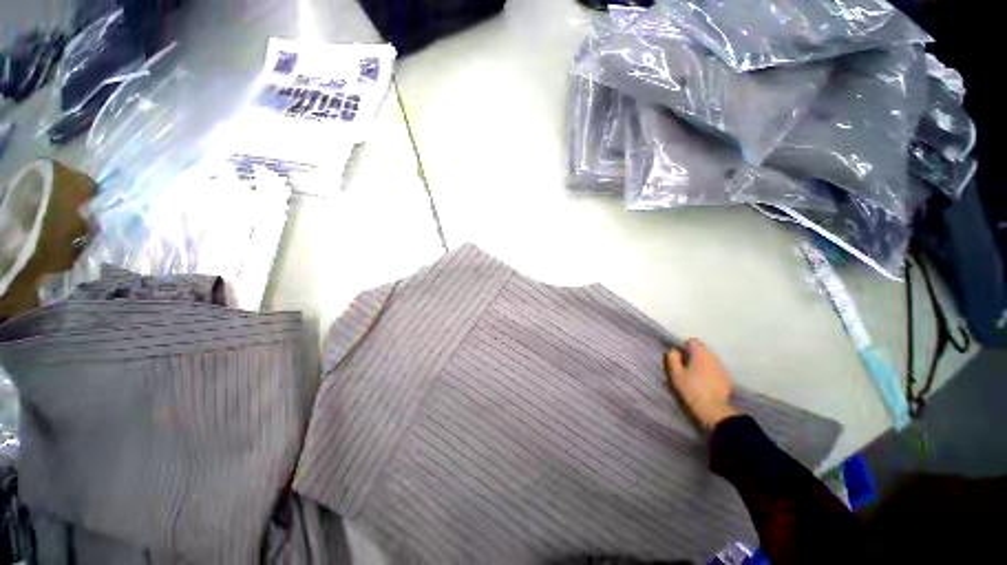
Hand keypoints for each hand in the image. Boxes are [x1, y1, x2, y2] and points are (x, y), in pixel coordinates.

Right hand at [665, 339, 740, 430]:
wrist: (713, 409)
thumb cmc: (691, 389)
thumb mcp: (675, 373)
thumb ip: (672, 358)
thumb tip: (674, 350)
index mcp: (700, 353)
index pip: (692, 341)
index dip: (684, 346)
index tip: (678, 356)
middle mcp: (713, 357)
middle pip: (702, 348)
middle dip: (693, 353)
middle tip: (684, 365)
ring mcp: (722, 367)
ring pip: (709, 358)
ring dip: (701, 362)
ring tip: (694, 373)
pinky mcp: (726, 377)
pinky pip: (715, 367)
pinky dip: (709, 370)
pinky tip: (704, 380)